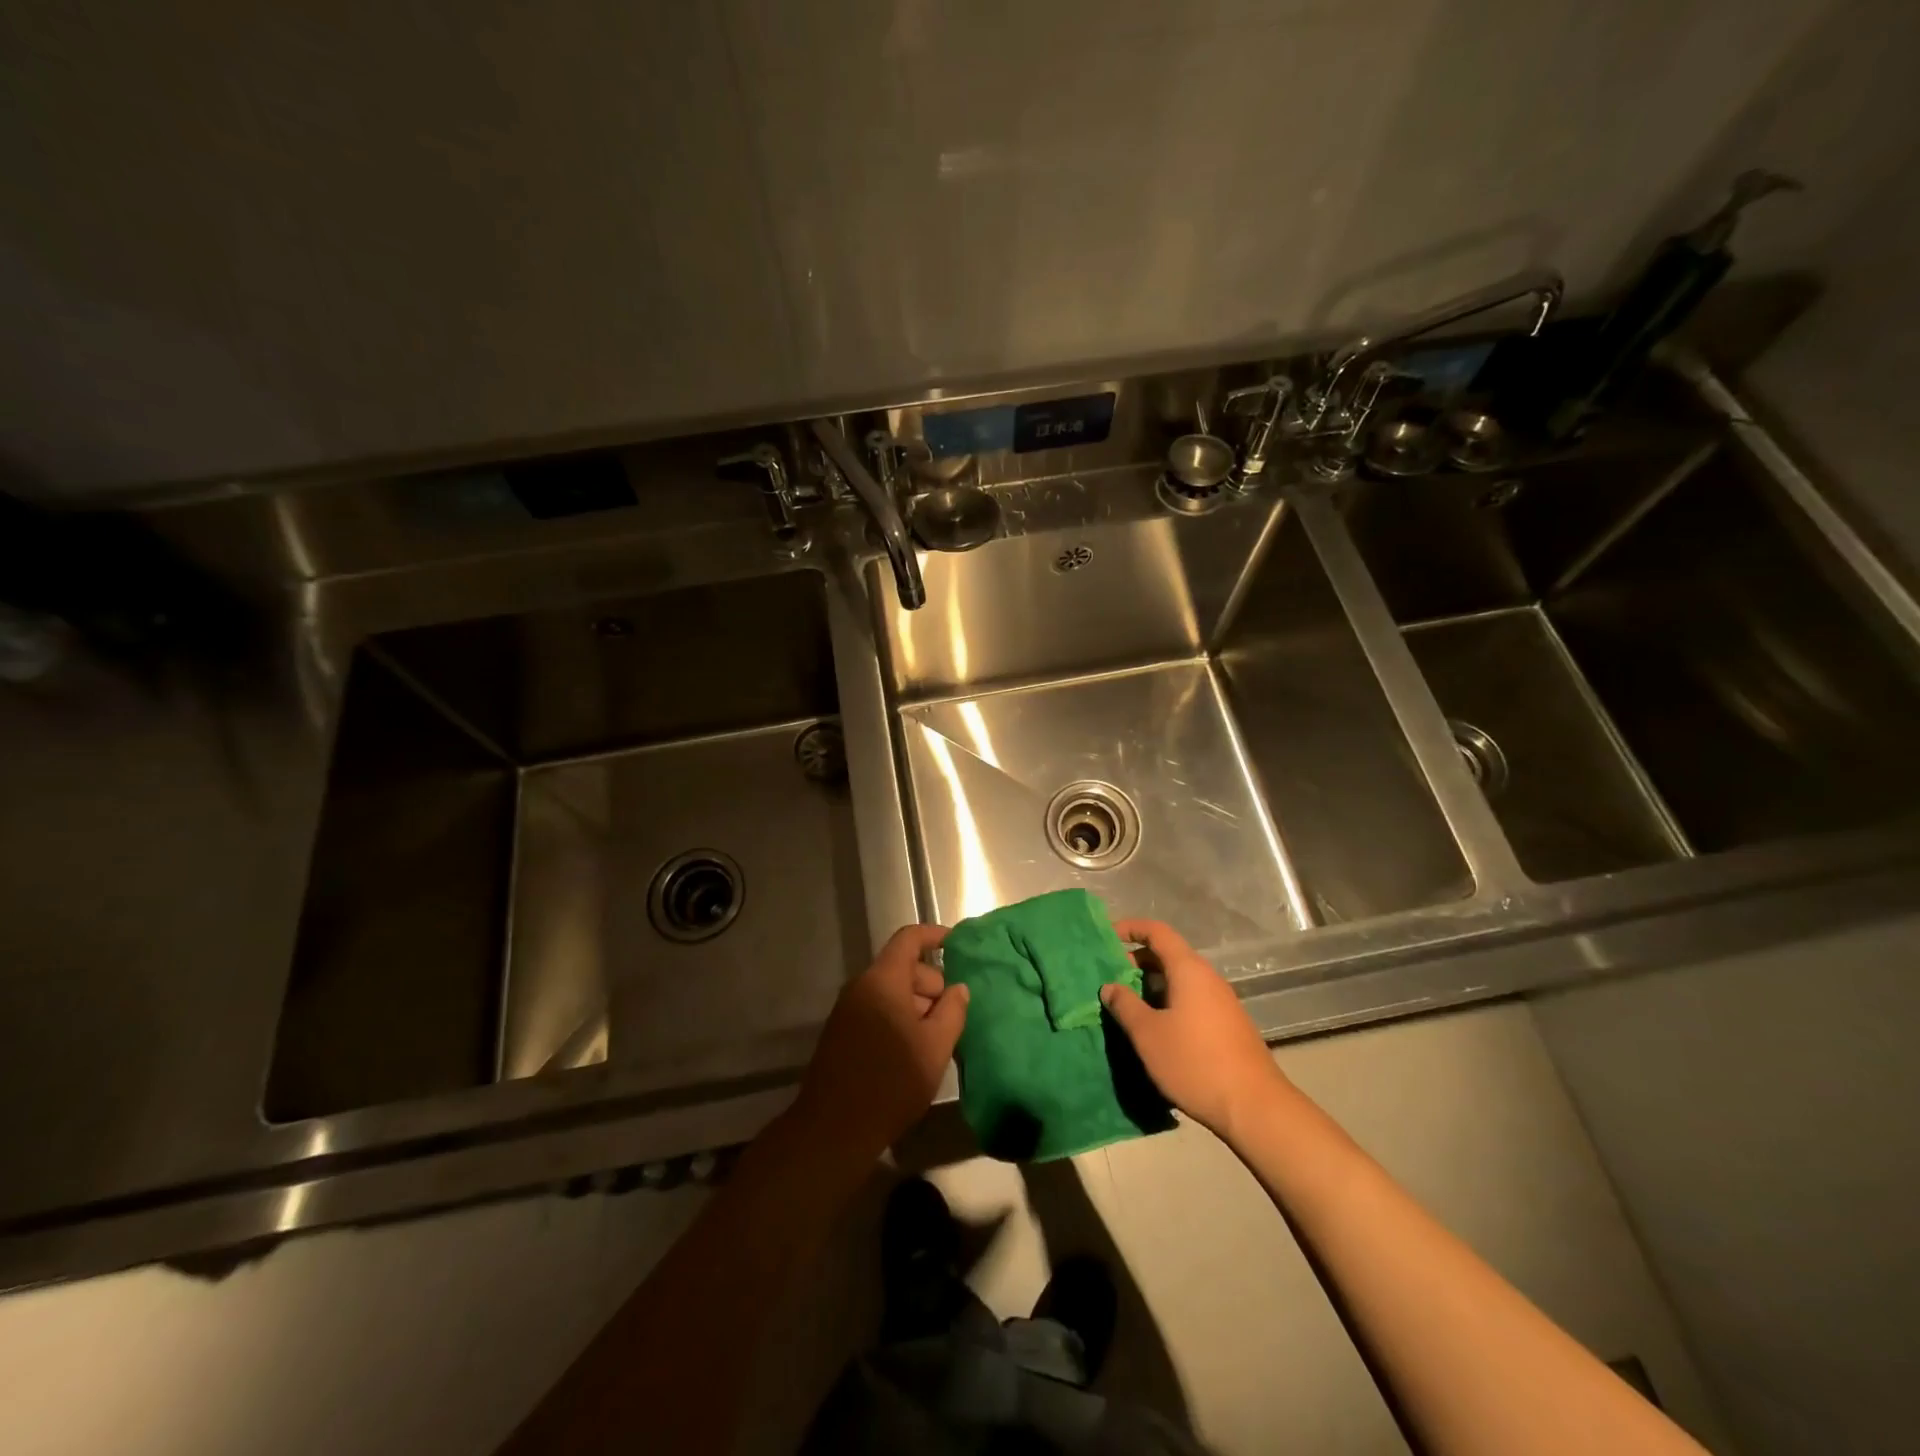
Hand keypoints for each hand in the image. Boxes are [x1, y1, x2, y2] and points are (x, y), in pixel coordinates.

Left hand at [790, 924, 967, 1159]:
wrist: (833, 1130)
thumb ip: (953, 1010)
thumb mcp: (935, 1047)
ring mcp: (847, 1010)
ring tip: (938, 1038)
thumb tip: (958, 988)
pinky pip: (877, 1010)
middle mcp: (861, 987)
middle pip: (902, 968)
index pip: (909, 939)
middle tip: (954, 1015)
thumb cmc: (891, 1082)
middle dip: (932, 984)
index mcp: (882, 980)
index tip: (959, 945)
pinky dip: (899, 1019)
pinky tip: (914, 1051)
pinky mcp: (841, 1033)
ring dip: (917, 1006)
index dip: (935, 936)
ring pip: (891, 992)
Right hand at [1100, 919, 1289, 1140]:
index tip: (1106, 938)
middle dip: (1136, 963)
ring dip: (1151, 987)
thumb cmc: (1195, 1062)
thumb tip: (1110, 986)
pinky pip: (1190, 1000)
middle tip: (1110, 980)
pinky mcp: (1226, 1025)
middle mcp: (1207, 978)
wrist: (1254, 1107)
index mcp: (1188, 969)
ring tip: (1126, 1007)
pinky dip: (1167, 1003)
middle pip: (1168, 955)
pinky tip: (1155, 1029)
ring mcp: (1221, 1002)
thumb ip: (1125, 1005)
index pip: (1157, 932)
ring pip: (1179, 980)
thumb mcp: (1148, 1034)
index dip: (1131, 929)